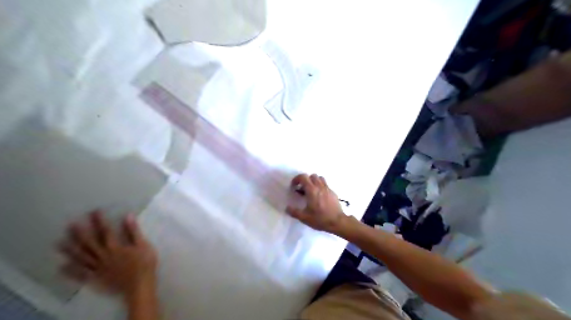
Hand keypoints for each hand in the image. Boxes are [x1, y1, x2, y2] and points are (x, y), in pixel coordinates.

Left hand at [59, 211, 156, 297]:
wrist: (139, 285)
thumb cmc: (144, 263)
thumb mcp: (143, 245)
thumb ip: (134, 231)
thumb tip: (128, 216)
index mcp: (115, 247)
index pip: (105, 231)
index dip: (99, 221)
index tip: (94, 211)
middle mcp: (103, 256)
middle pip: (89, 244)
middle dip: (80, 233)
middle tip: (70, 224)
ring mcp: (98, 268)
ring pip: (81, 258)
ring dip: (70, 250)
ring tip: (59, 243)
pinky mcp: (96, 278)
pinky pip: (81, 274)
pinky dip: (70, 271)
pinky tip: (62, 267)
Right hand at [288, 173, 345, 233]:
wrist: (337, 222)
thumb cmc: (320, 219)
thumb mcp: (304, 218)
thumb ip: (294, 212)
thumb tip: (287, 208)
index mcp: (312, 190)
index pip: (303, 177)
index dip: (296, 179)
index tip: (294, 186)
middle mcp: (320, 186)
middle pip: (312, 176)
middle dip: (305, 180)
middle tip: (302, 189)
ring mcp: (327, 189)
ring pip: (320, 178)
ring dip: (314, 181)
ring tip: (311, 190)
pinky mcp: (333, 192)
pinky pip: (325, 184)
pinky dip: (320, 186)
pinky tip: (319, 196)